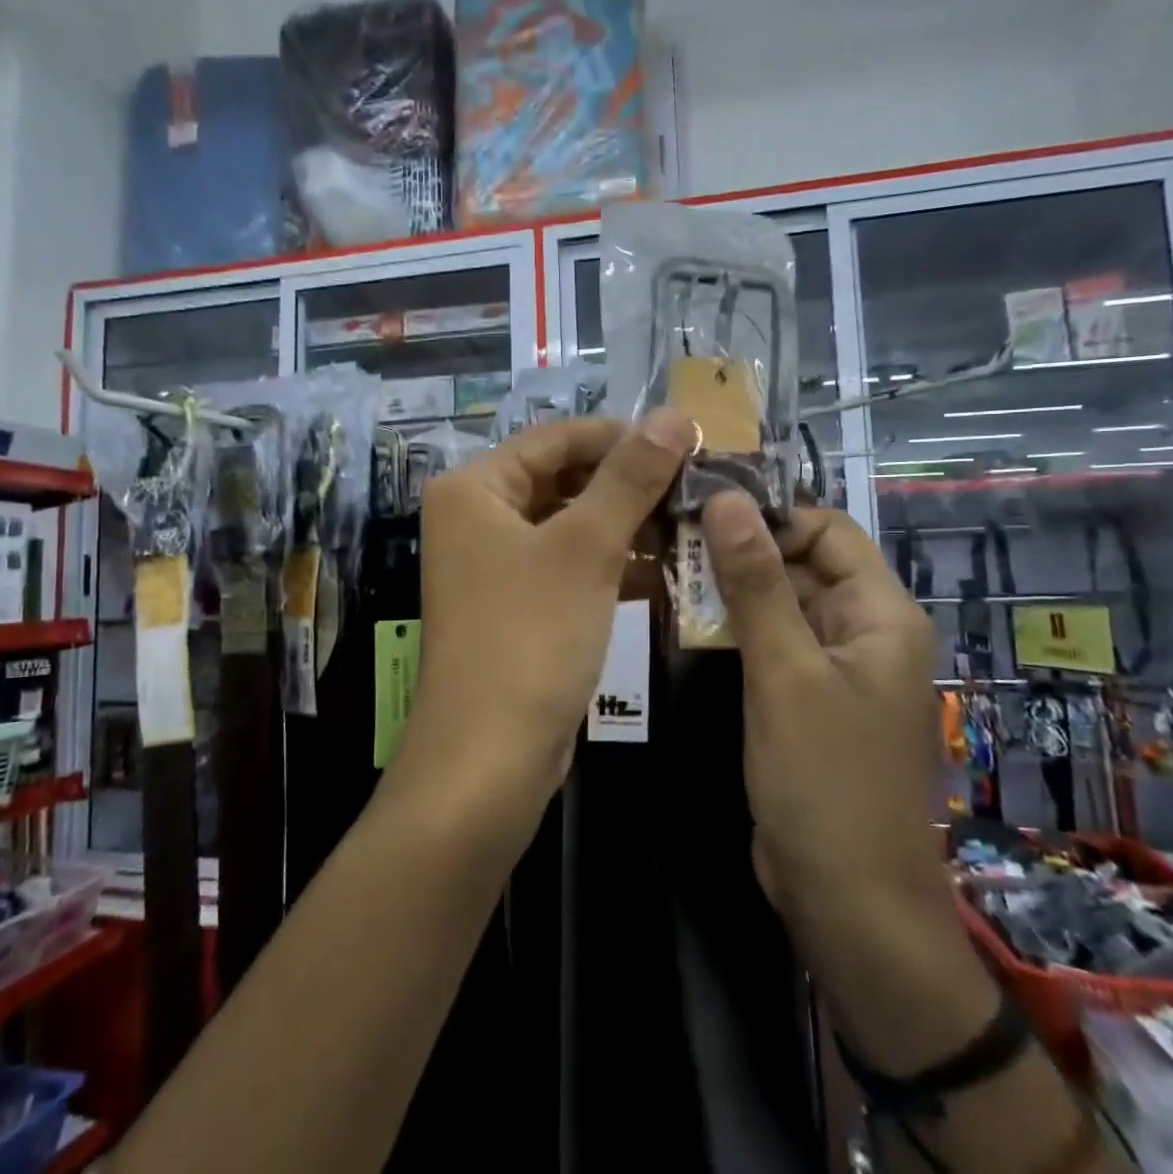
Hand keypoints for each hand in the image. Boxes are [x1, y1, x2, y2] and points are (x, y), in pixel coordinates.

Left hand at [391, 411, 693, 850]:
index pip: (557, 438)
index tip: (689, 442)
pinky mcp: (516, 608)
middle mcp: (476, 519)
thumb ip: (630, 477)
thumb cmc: (531, 636)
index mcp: (474, 488)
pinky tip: (663, 571)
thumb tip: (673, 415)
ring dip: (626, 526)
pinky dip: (610, 566)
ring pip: (570, 527)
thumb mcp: (586, 547)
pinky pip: (568, 569)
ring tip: (692, 525)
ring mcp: (493, 567)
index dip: (622, 435)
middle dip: (629, 484)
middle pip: (562, 480)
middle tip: (698, 487)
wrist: (488, 758)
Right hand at [700, 492, 948, 929]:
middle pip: (800, 564)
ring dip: (729, 590)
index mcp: (881, 614)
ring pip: (780, 605)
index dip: (766, 514)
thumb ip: (755, 584)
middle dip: (738, 551)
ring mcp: (834, 669)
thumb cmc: (825, 781)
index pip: (825, 529)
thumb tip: (726, 500)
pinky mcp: (807, 701)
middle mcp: (864, 631)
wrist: (850, 902)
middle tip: (666, 540)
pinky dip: (734, 630)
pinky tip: (685, 622)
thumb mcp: (785, 673)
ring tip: (665, 572)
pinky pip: (772, 646)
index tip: (697, 510)